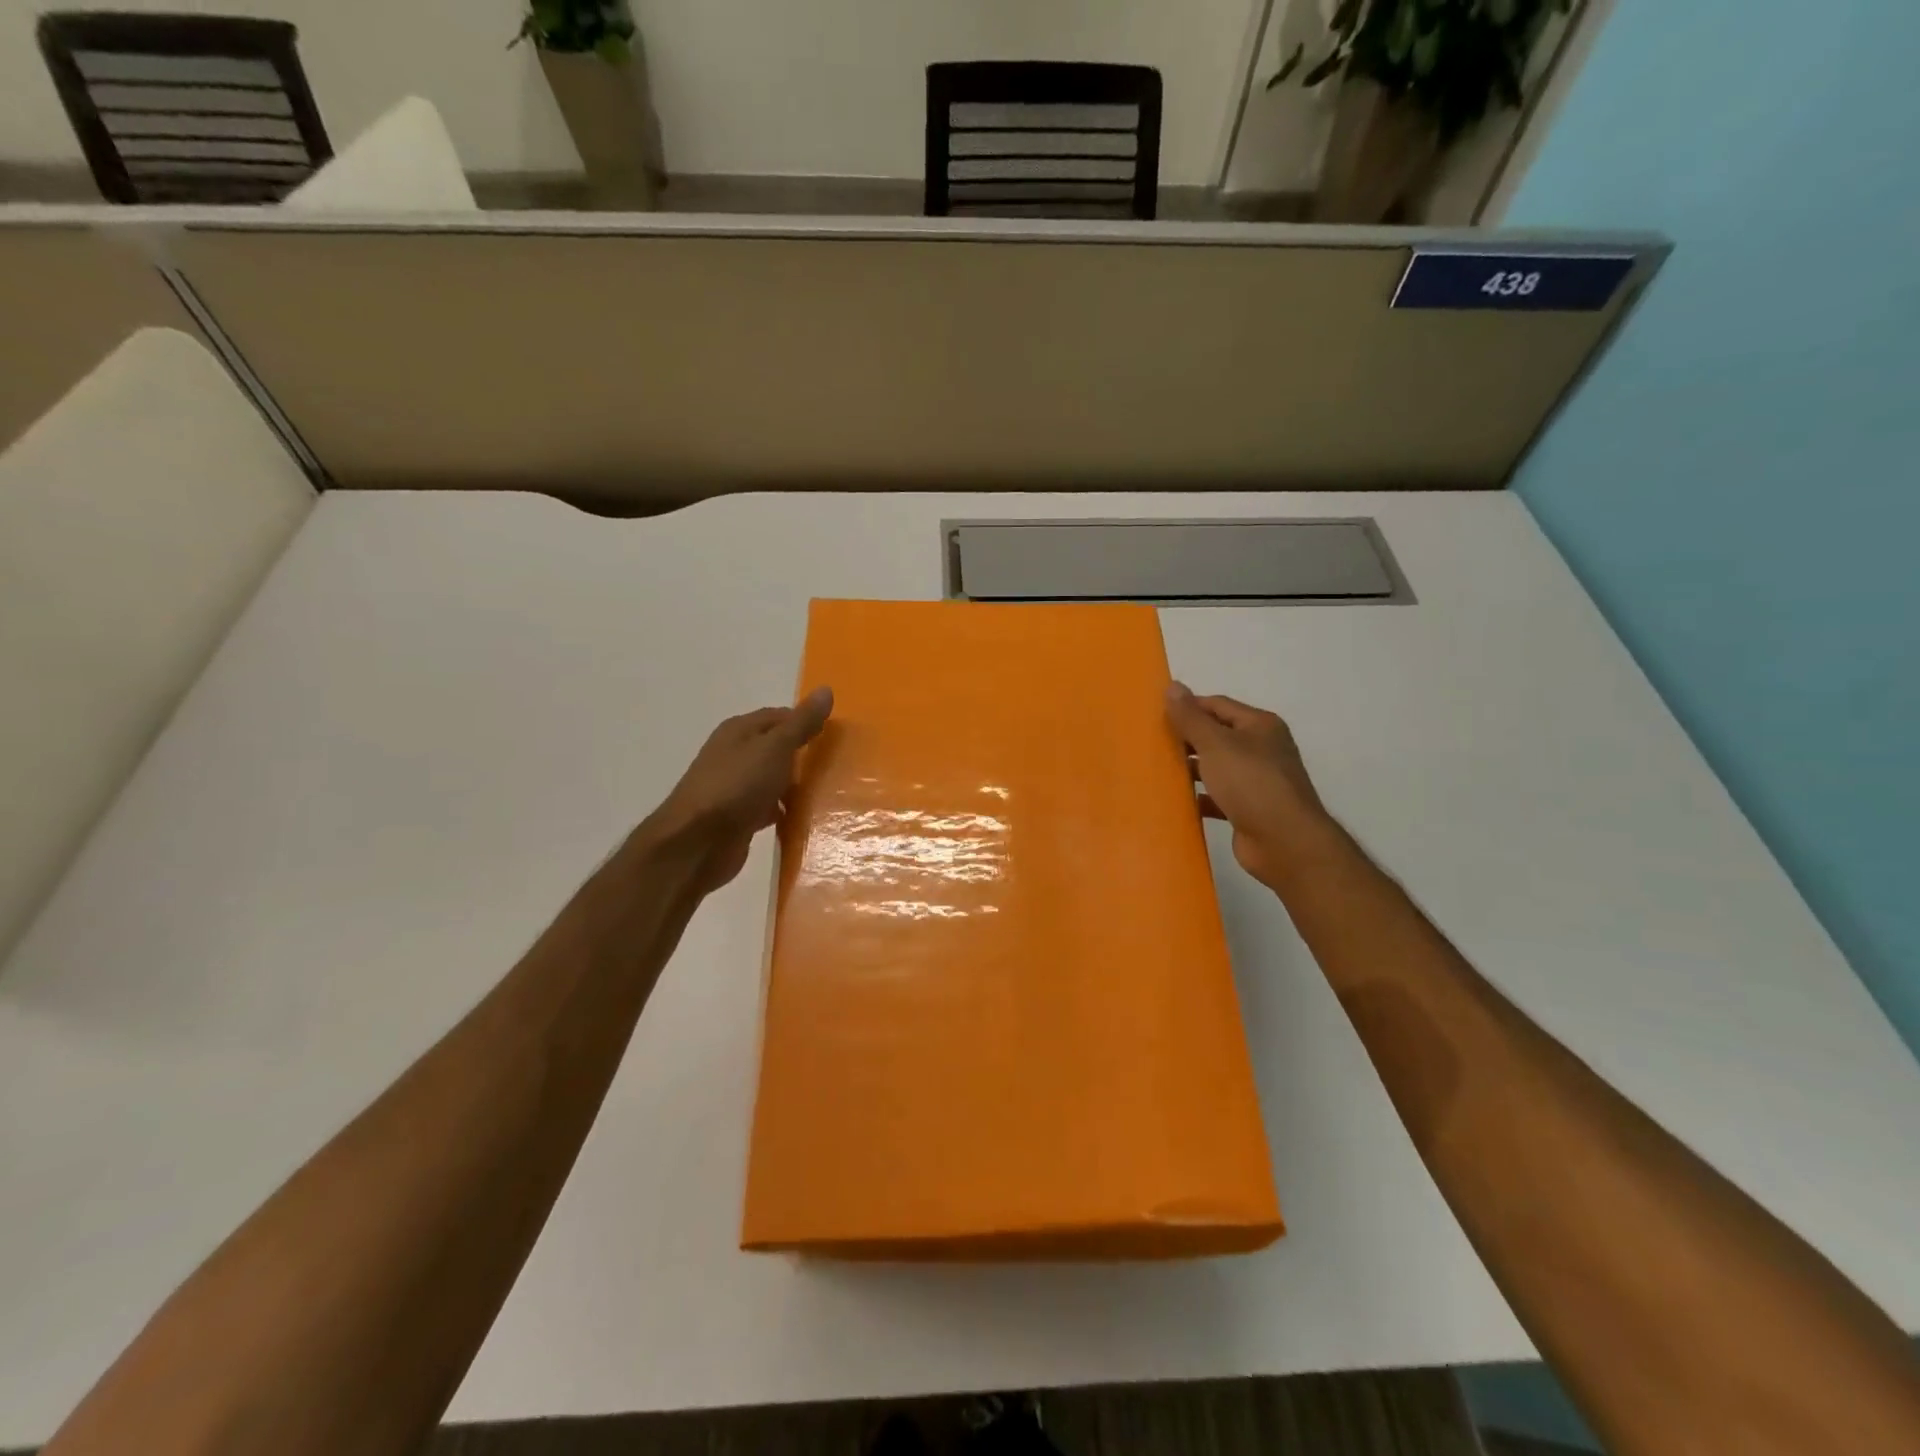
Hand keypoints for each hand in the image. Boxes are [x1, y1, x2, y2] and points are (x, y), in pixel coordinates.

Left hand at [645, 687, 833, 892]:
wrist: (697, 843)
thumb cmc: (737, 786)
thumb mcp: (775, 747)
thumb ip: (801, 723)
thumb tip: (826, 690)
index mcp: (739, 731)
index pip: (779, 716)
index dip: (806, 722)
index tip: (835, 736)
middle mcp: (734, 754)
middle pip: (776, 748)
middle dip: (804, 755)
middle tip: (837, 765)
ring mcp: (734, 787)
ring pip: (773, 779)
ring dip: (795, 785)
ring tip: (829, 792)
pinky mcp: (738, 817)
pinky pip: (768, 807)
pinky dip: (785, 811)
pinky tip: (805, 818)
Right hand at [1165, 682, 1329, 887]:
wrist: (1285, 842)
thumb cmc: (1251, 784)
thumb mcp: (1216, 744)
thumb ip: (1191, 717)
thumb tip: (1173, 686)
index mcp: (1260, 726)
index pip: (1217, 705)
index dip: (1188, 707)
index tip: (1156, 716)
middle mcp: (1262, 749)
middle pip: (1217, 735)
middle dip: (1187, 738)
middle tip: (1152, 742)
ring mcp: (1257, 781)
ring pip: (1217, 767)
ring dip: (1192, 768)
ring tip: (1158, 770)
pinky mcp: (1249, 809)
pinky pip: (1218, 797)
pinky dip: (1200, 797)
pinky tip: (1178, 800)